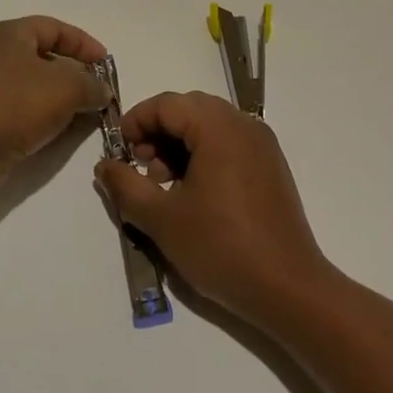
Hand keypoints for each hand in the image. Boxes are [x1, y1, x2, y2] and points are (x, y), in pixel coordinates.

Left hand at [0, 17, 109, 180]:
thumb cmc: (15, 105)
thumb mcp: (67, 89)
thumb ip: (91, 85)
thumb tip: (102, 91)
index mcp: (9, 33)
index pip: (55, 28)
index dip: (84, 44)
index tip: (106, 65)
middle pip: (43, 55)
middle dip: (74, 73)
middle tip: (96, 91)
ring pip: (32, 83)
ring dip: (59, 96)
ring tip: (82, 114)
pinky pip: (19, 105)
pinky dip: (41, 113)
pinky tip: (56, 129)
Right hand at [94, 91, 332, 324]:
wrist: (288, 288)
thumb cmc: (221, 247)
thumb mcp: (162, 219)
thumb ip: (126, 186)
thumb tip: (104, 165)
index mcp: (219, 128)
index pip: (167, 104)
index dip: (136, 121)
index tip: (119, 151)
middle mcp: (244, 125)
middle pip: (189, 109)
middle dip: (158, 132)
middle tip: (140, 167)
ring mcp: (262, 145)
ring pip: (209, 126)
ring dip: (180, 144)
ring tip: (164, 185)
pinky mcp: (270, 166)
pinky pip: (229, 143)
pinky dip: (203, 154)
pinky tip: (193, 193)